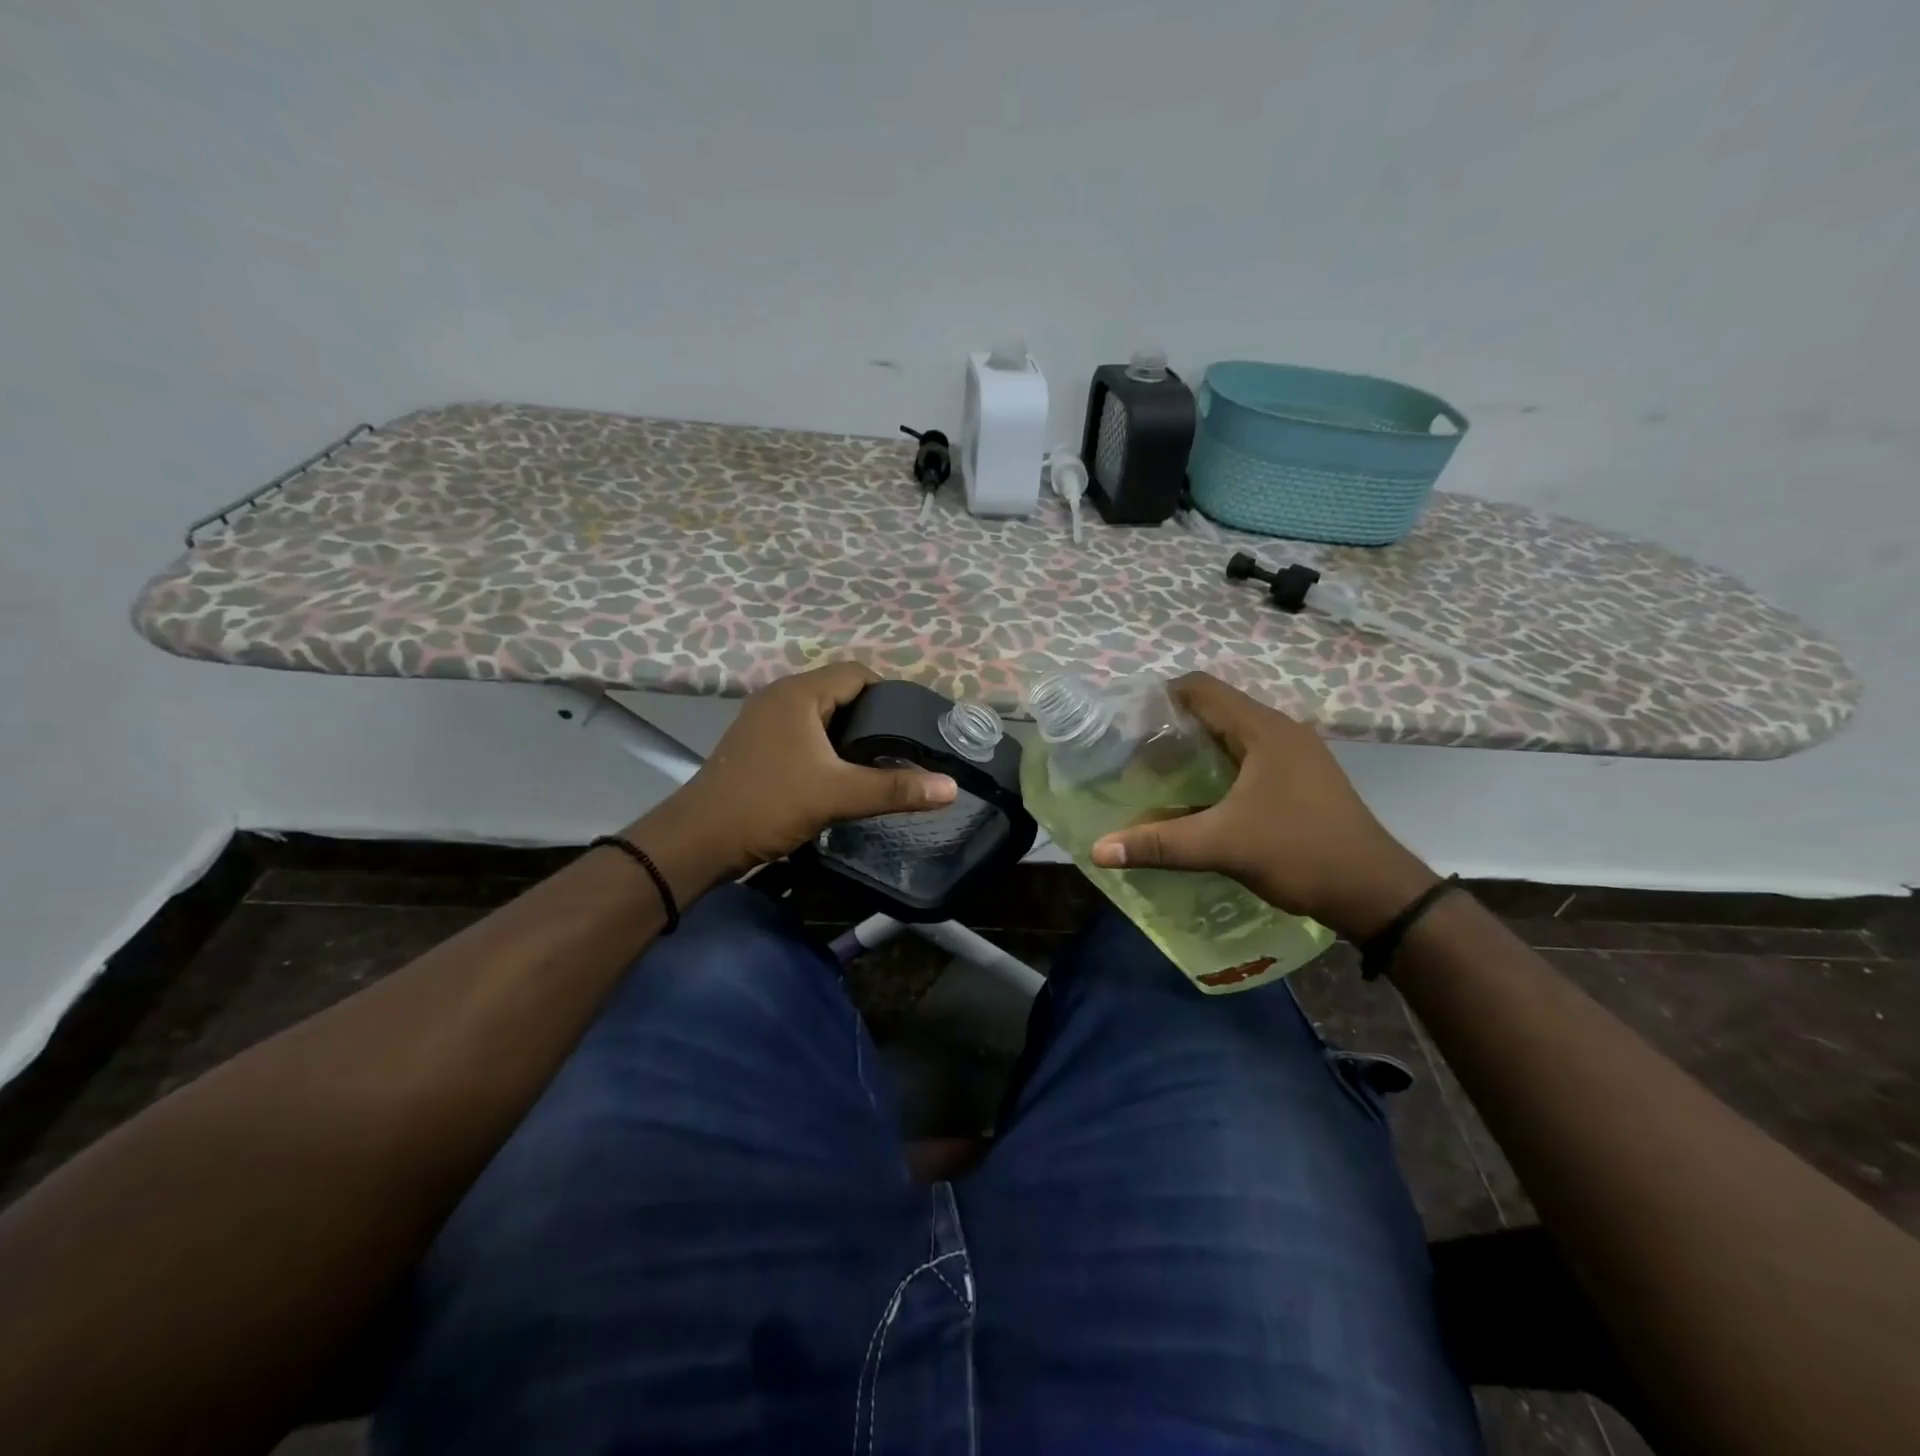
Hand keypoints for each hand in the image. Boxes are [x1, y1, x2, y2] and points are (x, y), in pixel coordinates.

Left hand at [628, 664, 957, 890]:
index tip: (915, 726)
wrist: (700, 840)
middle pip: (840, 692)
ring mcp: (764, 720)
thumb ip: (895, 789)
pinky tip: (842, 773)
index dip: (891, 695)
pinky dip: (827, 745)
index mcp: (799, 693)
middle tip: (903, 748)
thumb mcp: (838, 795)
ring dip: (849, 733)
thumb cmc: (769, 804)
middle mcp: (780, 696)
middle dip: (873, 716)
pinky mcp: (758, 744)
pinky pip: (804, 732)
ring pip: (821, 714)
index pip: (857, 673)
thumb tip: (950, 788)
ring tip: (880, 762)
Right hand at [1089, 673, 1436, 940]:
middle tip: (1132, 753)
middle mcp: (1281, 732)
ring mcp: (1295, 756)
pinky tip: (1197, 798)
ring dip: (1195, 750)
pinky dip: (1217, 769)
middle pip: (1215, 710)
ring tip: (1156, 775)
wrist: (1376, 892)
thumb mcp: (1222, 846)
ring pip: (1232, 737)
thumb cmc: (1300, 853)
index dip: (1160, 698)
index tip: (1125, 722)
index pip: (1201, 688)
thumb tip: (1098, 849)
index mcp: (1264, 730)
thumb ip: (1158, 843)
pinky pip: (1248, 759)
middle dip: (1171, 728)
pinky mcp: (1300, 781)